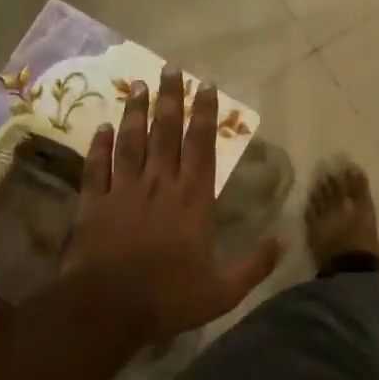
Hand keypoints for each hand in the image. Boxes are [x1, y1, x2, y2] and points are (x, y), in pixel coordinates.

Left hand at [60, 68, 280, 347]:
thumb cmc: (167, 299)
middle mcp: (159, 185)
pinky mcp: (94, 204)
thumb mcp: (222, 291)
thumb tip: (284, 240)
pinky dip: (99, 146)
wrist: (105, 311)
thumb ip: (254, 264)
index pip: (201, 146)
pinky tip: (101, 127)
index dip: (204, 114)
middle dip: (169, 99)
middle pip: (165, 133)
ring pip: (131, 142)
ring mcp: (124, 191)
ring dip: (135, 112)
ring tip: (138, 85)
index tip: (206, 86)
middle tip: (170, 69)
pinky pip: (97, 168)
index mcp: (192, 199)